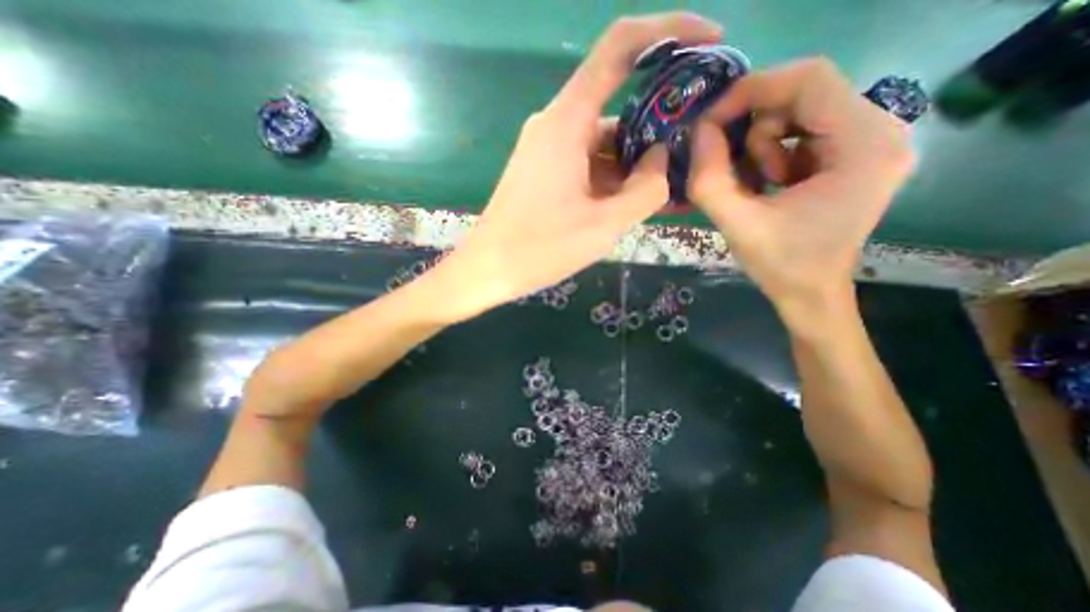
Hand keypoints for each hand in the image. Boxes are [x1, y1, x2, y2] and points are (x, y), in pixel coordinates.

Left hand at [434, 11, 721, 316]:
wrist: (488, 269)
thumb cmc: (540, 249)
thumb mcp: (603, 225)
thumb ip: (645, 190)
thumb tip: (660, 159)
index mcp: (568, 122)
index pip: (620, 48)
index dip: (669, 32)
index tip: (709, 42)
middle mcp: (556, 125)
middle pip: (618, 109)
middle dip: (656, 131)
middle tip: (687, 161)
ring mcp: (548, 149)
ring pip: (604, 143)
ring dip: (634, 164)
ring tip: (663, 195)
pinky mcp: (544, 171)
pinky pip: (587, 163)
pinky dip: (612, 179)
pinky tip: (630, 204)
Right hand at [693, 59, 911, 321]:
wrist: (810, 293)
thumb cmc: (780, 265)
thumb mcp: (736, 225)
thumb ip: (710, 179)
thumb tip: (698, 132)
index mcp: (864, 146)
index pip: (808, 80)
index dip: (751, 91)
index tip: (710, 122)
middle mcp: (880, 130)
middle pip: (803, 93)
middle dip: (753, 126)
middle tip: (728, 163)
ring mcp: (870, 141)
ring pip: (799, 112)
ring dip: (762, 145)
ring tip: (756, 186)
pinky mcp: (854, 153)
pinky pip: (801, 131)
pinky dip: (772, 153)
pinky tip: (767, 184)